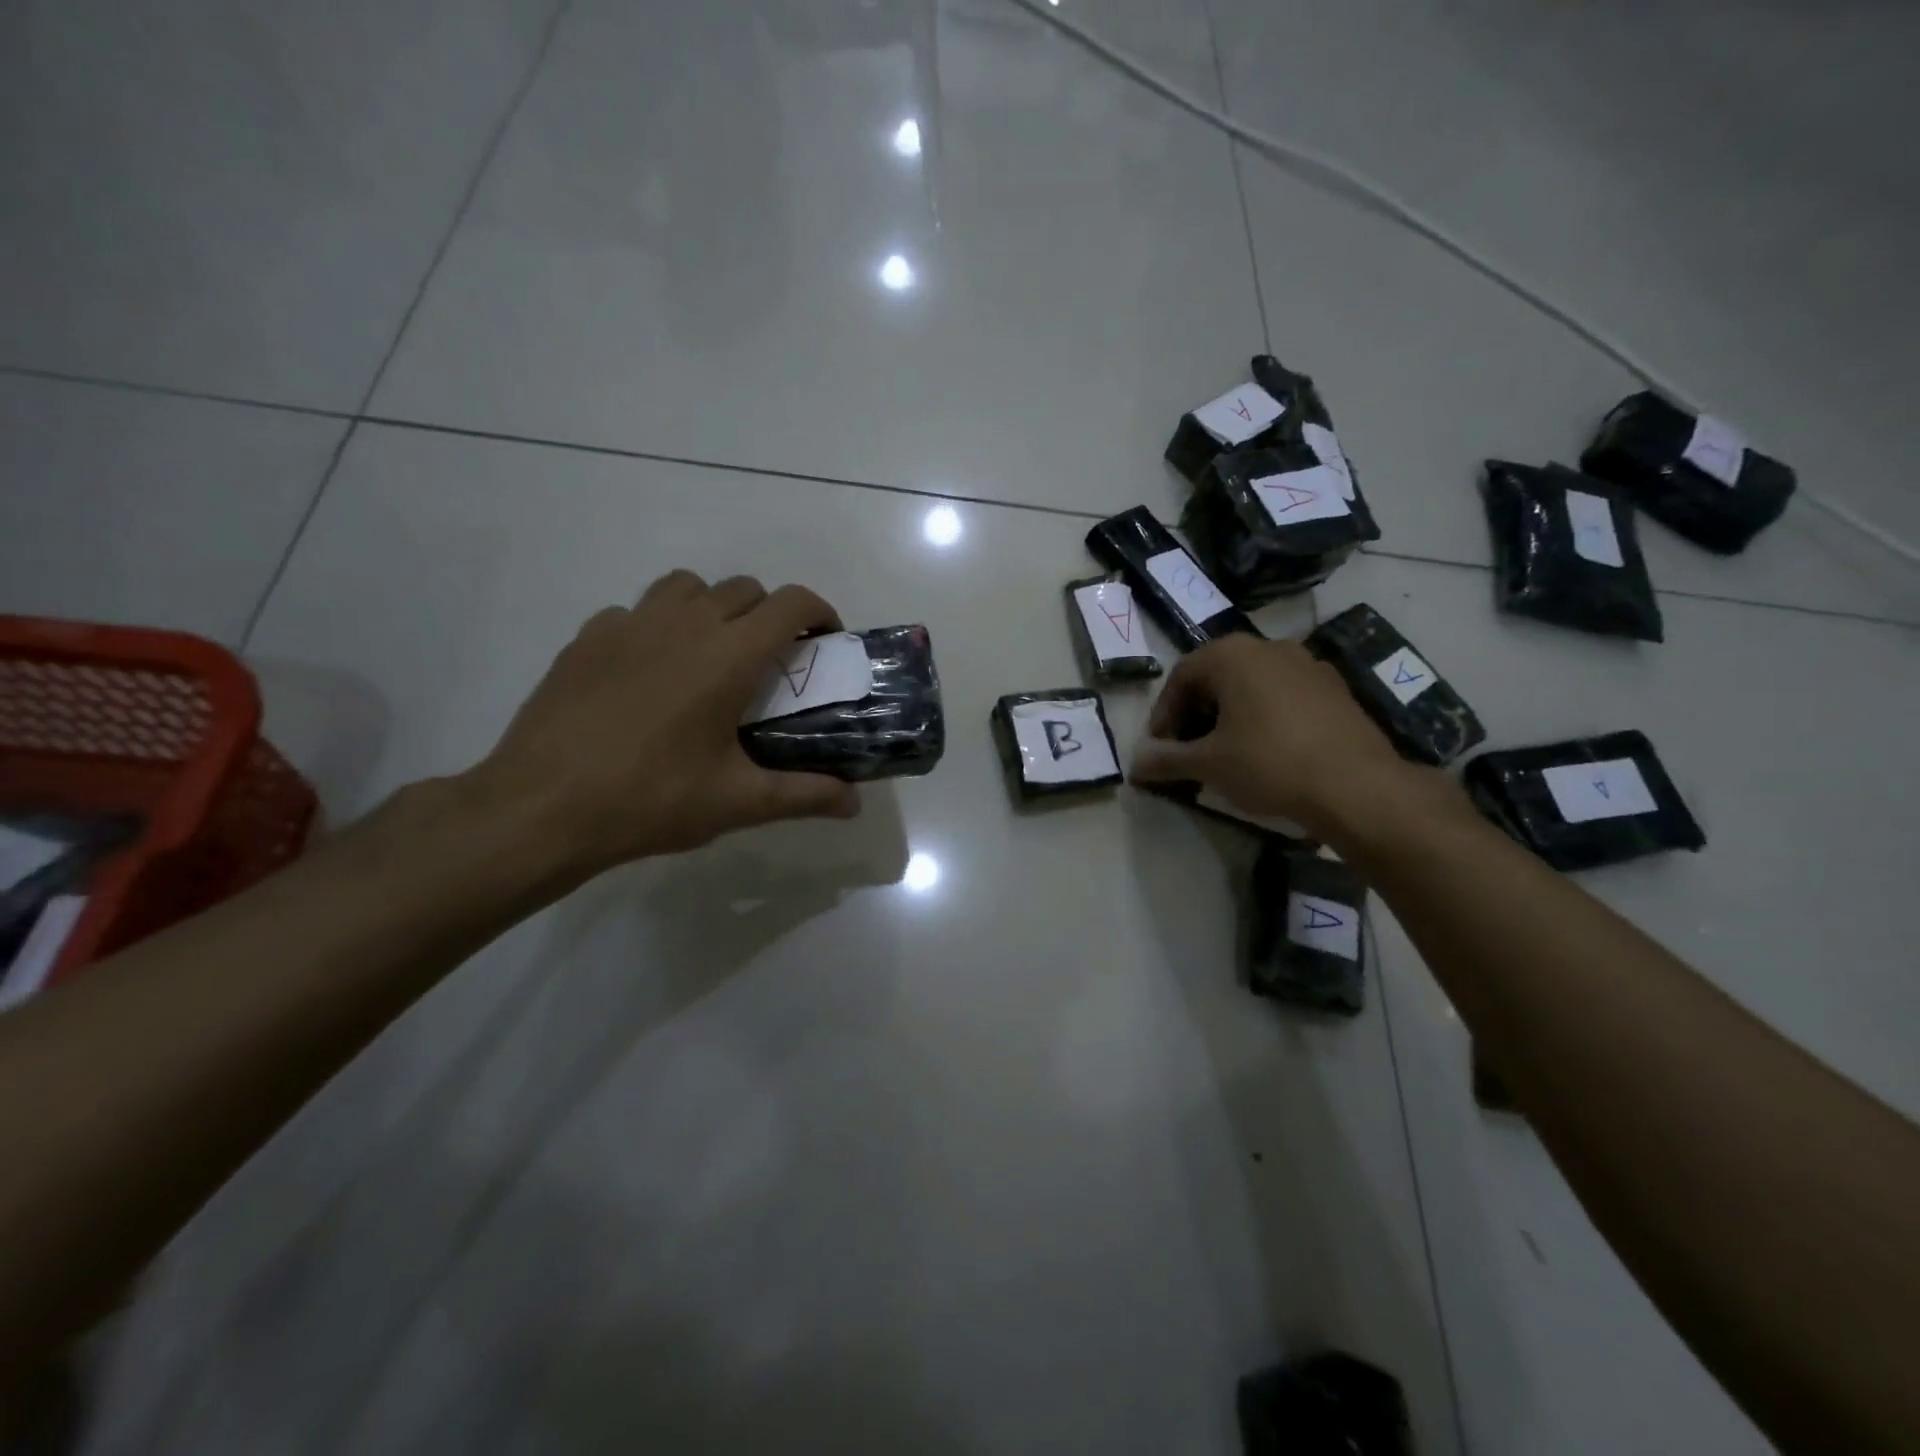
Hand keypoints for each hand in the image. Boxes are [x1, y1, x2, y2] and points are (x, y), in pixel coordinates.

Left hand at [469, 570, 860, 880]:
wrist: (541, 808)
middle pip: (744, 588)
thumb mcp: (737, 802)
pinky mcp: (588, 637)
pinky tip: (650, 671)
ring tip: (712, 653)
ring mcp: (629, 624)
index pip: (790, 603)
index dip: (819, 611)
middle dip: (770, 614)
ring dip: (714, 606)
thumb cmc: (650, 800)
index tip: (825, 640)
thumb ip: (804, 795)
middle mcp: (683, 624)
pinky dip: (658, 625)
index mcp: (728, 655)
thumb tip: (855, 805)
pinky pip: (637, 610)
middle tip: (771, 661)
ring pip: (688, 586)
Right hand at [1131, 635, 1438, 841]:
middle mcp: (1269, 647)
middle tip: (1187, 751)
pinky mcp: (1335, 690)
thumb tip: (1135, 764)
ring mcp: (1308, 665)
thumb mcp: (1207, 764)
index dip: (1163, 714)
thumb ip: (1165, 759)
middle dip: (1195, 714)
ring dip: (1229, 716)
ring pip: (1252, 686)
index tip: (1160, 748)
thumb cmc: (1269, 763)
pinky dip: (1263, 718)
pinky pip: (1283, 697)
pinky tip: (1265, 753)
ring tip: (1224, 754)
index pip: (1181, 676)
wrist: (1357, 786)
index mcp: (1233, 654)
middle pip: (1216, 677)